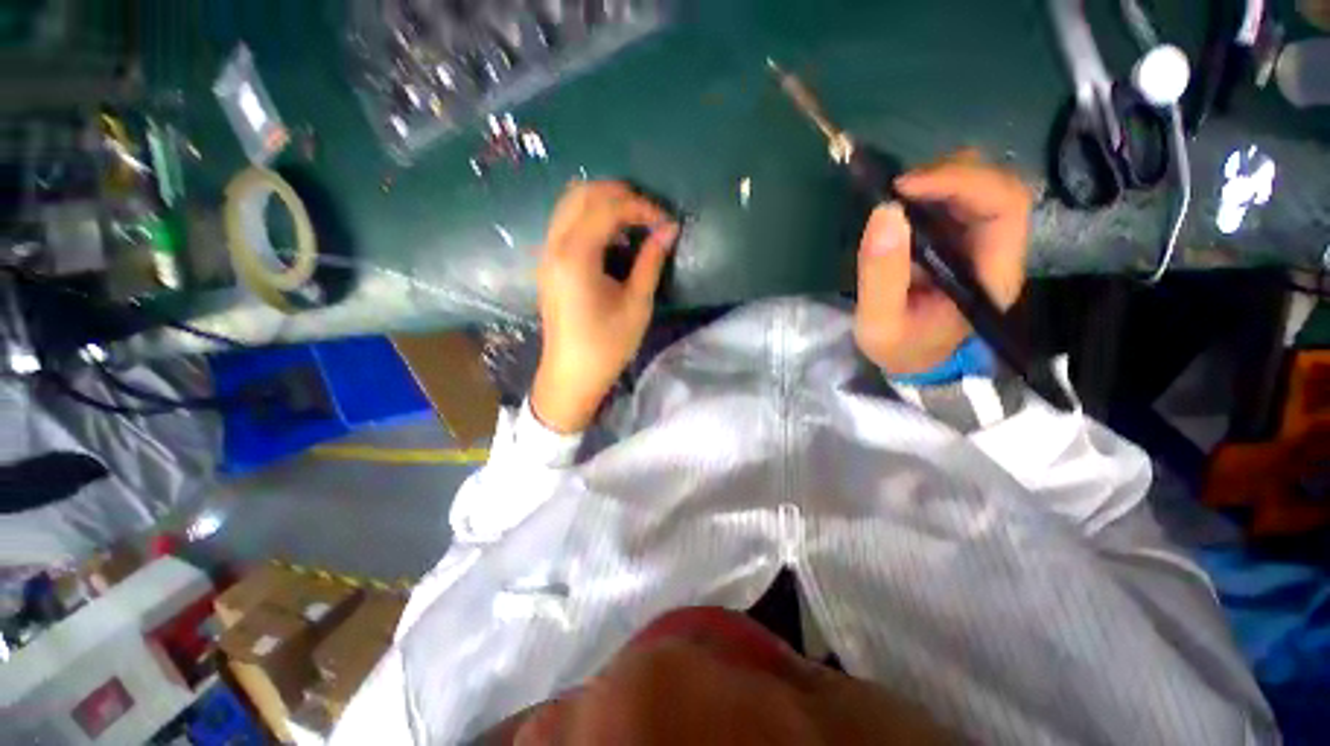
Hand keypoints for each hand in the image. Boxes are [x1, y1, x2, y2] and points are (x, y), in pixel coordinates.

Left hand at [532, 182, 679, 432]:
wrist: (571, 375)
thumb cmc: (606, 345)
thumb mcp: (637, 305)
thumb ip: (651, 261)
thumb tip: (670, 229)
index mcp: (576, 256)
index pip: (608, 208)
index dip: (642, 207)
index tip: (667, 221)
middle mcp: (554, 246)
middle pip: (583, 193)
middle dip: (620, 194)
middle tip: (650, 214)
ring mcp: (547, 253)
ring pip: (571, 203)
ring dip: (604, 202)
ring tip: (635, 221)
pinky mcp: (548, 263)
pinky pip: (566, 222)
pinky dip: (591, 217)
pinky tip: (613, 237)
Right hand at [854, 150, 1031, 374]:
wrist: (915, 361)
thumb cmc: (901, 347)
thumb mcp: (879, 323)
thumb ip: (880, 275)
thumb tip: (885, 212)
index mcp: (991, 274)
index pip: (1004, 207)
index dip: (961, 183)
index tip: (904, 187)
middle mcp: (998, 251)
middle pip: (999, 186)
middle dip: (950, 173)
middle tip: (897, 186)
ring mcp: (982, 243)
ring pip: (982, 185)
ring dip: (941, 177)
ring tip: (897, 192)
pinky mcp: (962, 241)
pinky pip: (959, 199)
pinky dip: (932, 188)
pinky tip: (903, 201)